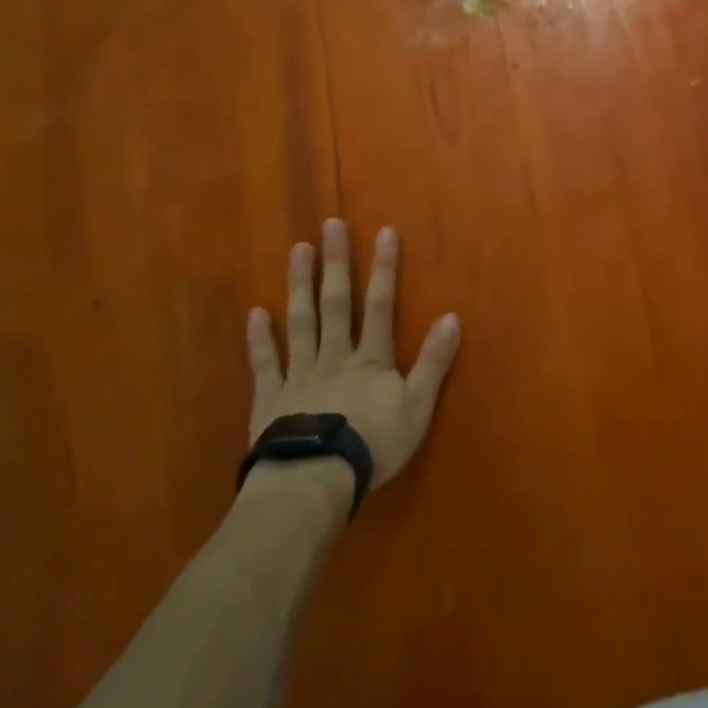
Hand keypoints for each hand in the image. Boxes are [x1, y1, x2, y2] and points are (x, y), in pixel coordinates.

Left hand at [244, 220, 461, 492]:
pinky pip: (265, 363)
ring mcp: (299, 374)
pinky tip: (256, 312)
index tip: (384, 231)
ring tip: (297, 250)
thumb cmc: (372, 445)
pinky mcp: (271, 398)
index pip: (380, 305)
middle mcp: (334, 356)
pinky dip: (260, 338)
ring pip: (300, 322)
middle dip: (336, 262)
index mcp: (370, 359)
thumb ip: (433, 362)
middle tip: (329, 225)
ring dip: (300, 285)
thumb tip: (451, 317)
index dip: (384, 268)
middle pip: (336, 303)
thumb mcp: (417, 407)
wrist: (314, 482)